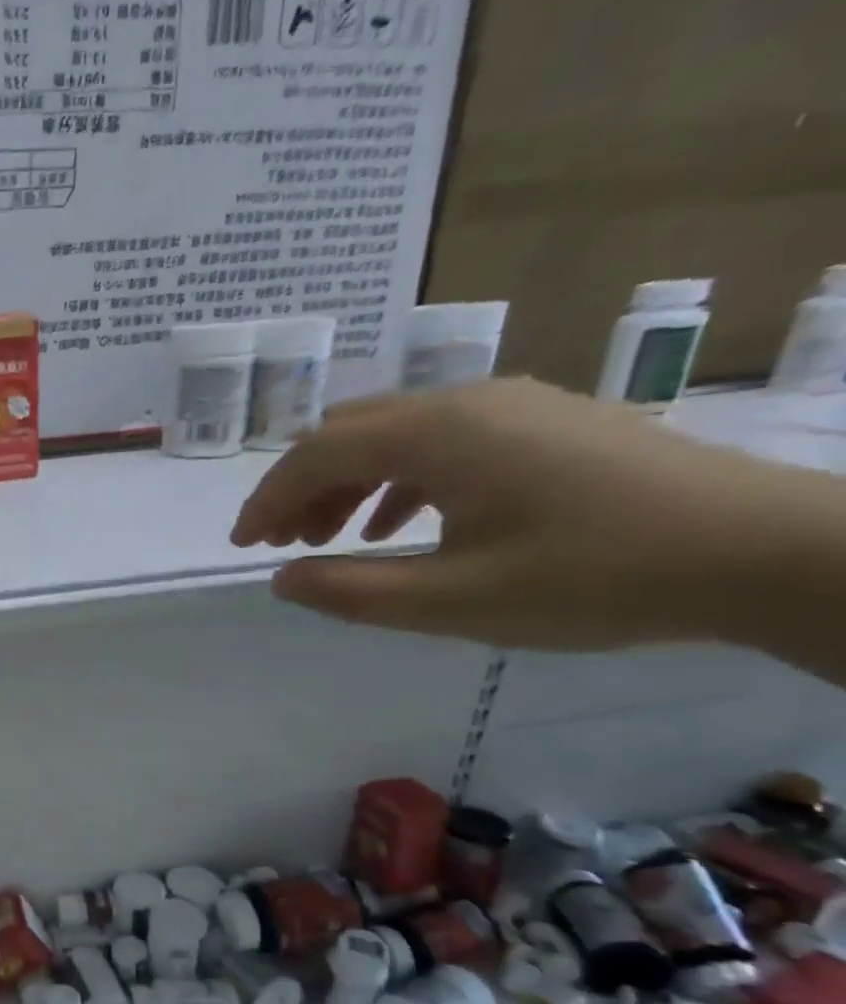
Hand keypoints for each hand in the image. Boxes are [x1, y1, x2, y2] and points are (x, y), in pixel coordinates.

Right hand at [230, 377, 814, 650]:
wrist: (761, 551)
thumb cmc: (591, 577)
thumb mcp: (450, 601)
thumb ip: (350, 591)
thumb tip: (282, 578)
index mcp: (436, 434)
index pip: (316, 454)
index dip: (266, 500)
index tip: (242, 546)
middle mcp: (465, 402)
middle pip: (348, 433)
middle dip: (300, 487)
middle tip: (281, 544)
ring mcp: (511, 405)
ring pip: (393, 433)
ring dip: (346, 483)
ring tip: (331, 540)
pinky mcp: (543, 422)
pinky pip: (441, 439)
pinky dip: (398, 479)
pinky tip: (401, 525)